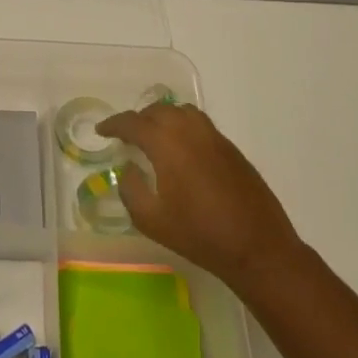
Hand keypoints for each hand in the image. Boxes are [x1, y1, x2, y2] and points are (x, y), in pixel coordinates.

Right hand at [96, 103, 303, 291]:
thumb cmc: (198, 234)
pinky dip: (183, 127)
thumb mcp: (151, 219)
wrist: (256, 246)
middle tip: (126, 136)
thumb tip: (128, 167)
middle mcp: (190, 131)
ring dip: (163, 118)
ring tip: (153, 137)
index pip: (133, 123)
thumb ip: (131, 188)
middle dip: (138, 119)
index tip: (101, 131)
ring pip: (182, 112)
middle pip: (158, 111)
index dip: (114, 125)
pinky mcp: (231, 148)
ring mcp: (215, 137)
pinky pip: (200, 124)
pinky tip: (181, 150)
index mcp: (167, 143)